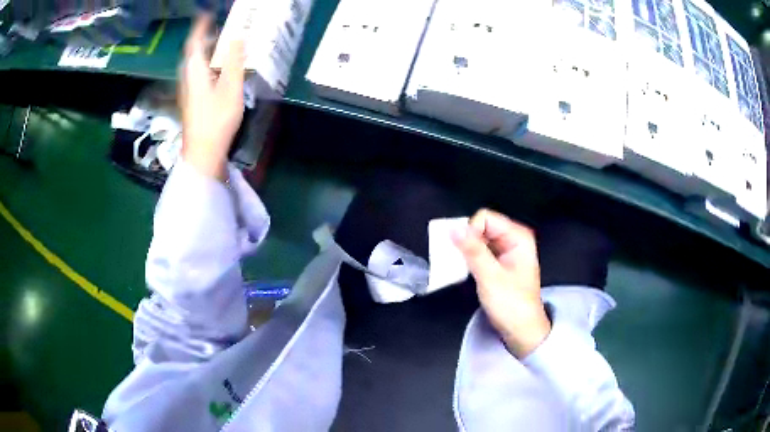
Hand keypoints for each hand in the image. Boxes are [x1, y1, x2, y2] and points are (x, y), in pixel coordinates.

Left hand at [179, 14, 244, 180]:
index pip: (194, 42)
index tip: (208, 13)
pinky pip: (198, 74)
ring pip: (195, 64)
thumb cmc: (216, 120)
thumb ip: (234, 60)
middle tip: (219, 27)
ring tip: (221, 44)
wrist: (202, 153)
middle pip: (193, 52)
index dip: (200, 26)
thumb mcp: (230, 87)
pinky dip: (207, 64)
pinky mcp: (192, 101)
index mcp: (195, 71)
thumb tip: (238, 37)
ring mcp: (188, 91)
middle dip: (204, 37)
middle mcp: (187, 78)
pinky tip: (218, 68)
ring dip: (206, 51)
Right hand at [453, 209, 550, 357]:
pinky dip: (468, 258)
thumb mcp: (490, 277)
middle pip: (480, 226)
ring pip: (477, 238)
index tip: (462, 252)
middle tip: (457, 260)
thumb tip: (453, 228)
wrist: (521, 329)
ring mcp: (505, 250)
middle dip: (466, 241)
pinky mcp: (497, 261)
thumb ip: (473, 251)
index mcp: (518, 236)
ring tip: (459, 267)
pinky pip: (478, 250)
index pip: (485, 218)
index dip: (470, 231)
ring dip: (465, 250)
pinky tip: (464, 270)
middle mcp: (512, 238)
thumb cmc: (512, 305)